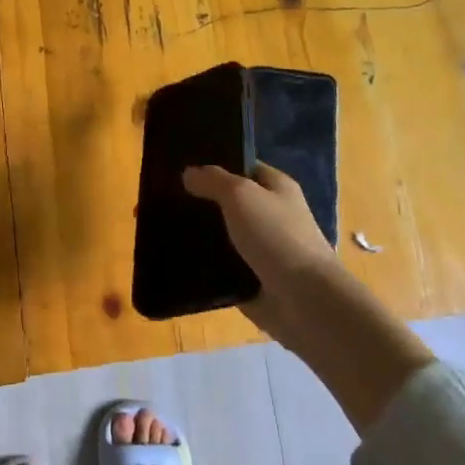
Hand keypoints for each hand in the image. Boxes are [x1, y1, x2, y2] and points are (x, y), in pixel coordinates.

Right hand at [183, 162, 433, 429]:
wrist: (304, 301)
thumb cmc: (277, 236)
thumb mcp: (241, 195)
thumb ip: (214, 180)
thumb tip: (189, 172)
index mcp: (276, 188)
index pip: (243, 167)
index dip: (215, 164)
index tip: (181, 165)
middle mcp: (271, 215)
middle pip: (230, 202)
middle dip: (201, 200)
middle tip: (162, 197)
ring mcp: (261, 249)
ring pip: (223, 235)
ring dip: (199, 234)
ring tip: (161, 227)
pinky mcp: (251, 280)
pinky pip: (220, 267)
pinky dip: (202, 265)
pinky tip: (174, 258)